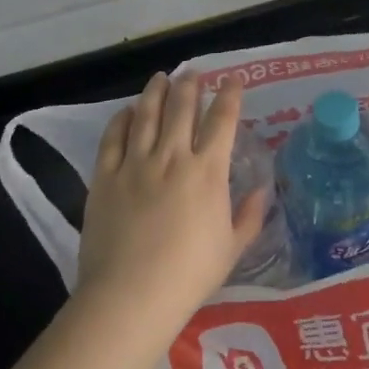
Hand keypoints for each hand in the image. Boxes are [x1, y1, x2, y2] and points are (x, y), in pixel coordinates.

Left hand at [77, 72, 268, 334]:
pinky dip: (122, 119)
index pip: (223, 121)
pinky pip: (113, 138)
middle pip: (182, 108)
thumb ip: (250, 216)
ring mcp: (135, 164)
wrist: (130, 295)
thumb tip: (263, 190)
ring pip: (147, 114)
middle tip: (194, 73)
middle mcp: (173, 157)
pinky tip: (128, 111)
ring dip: (156, 92)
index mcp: (208, 171)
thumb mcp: (232, 248)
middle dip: (191, 85)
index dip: (230, 95)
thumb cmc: (189, 275)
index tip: (233, 79)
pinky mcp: (105, 177)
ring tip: (161, 77)